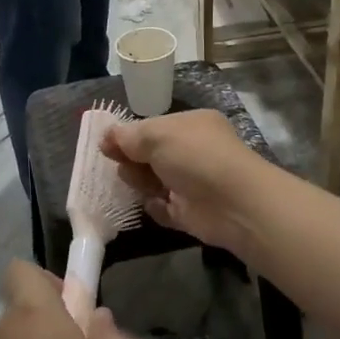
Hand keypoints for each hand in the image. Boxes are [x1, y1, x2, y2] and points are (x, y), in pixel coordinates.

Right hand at [102, 109, 276, 258]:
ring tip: (136, 183)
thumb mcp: (155, 135)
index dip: (129, 135)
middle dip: (132, 159)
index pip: (154, 128)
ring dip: (140, 182)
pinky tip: (152, 203)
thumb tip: (106, 137)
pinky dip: (155, 207)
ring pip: (154, 181)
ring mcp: (193, 183)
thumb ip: (127, 136)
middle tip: (119, 163)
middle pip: (151, 155)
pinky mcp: (190, 212)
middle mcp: (193, 152)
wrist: (232, 203)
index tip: (106, 145)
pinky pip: (163, 208)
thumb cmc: (194, 156)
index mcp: (191, 126)